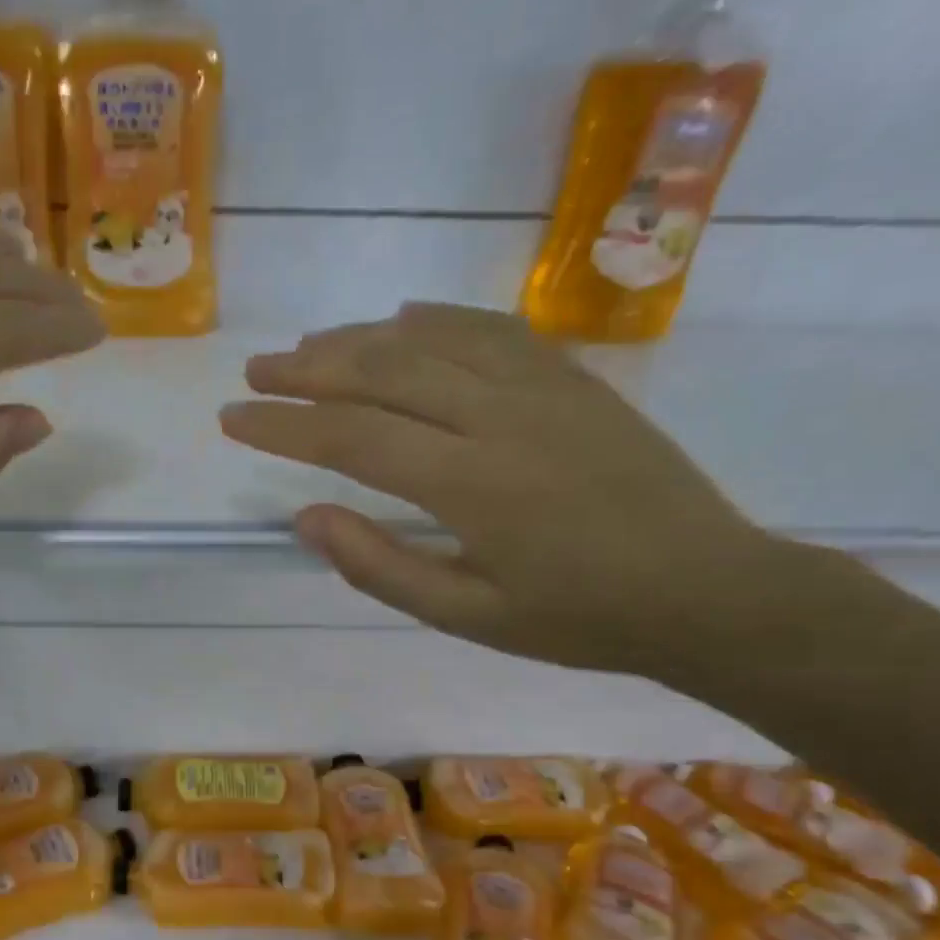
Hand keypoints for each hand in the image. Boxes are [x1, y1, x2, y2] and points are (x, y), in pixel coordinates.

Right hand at [219, 302, 786, 679]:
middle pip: (382, 373)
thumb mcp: (467, 616)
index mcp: (469, 483)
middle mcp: (498, 417)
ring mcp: (541, 387)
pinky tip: (402, 320)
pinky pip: (491, 330)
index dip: (283, 427)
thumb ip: (380, 566)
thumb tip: (307, 518)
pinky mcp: (572, 380)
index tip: (233, 418)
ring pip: (430, 342)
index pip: (350, 438)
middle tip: (256, 370)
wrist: (706, 589)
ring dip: (359, 339)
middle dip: (307, 369)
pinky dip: (436, 320)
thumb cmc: (579, 619)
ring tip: (308, 345)